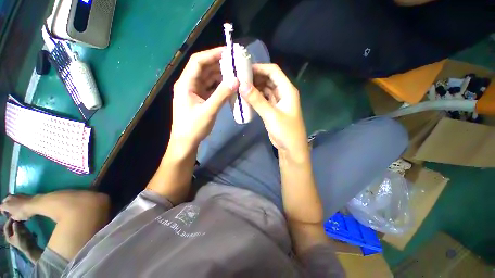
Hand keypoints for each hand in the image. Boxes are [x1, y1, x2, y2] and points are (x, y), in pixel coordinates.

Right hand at [0, 195, 33, 220]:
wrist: (34, 203)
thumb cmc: (23, 212)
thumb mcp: (16, 218)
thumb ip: (12, 216)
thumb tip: (12, 215)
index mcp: (5, 204)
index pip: (1, 208)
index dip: (3, 212)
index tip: (8, 215)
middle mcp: (9, 198)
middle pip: (5, 202)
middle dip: (7, 206)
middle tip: (12, 211)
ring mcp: (15, 195)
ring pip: (11, 199)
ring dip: (13, 203)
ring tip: (17, 208)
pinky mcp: (22, 194)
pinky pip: (17, 198)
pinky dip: (18, 201)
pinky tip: (22, 205)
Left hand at [3, 218, 41, 261]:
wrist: (31, 248)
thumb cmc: (24, 242)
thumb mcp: (19, 235)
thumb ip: (16, 227)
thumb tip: (15, 219)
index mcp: (8, 236)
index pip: (6, 227)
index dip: (8, 221)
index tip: (13, 216)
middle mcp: (11, 235)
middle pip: (10, 226)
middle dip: (13, 221)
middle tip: (17, 216)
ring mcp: (16, 235)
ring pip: (15, 226)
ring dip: (17, 222)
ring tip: (20, 218)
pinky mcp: (21, 234)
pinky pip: (19, 227)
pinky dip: (20, 224)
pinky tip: (23, 222)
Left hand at [170, 47, 238, 156]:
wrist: (186, 142)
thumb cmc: (193, 127)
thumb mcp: (208, 111)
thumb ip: (222, 95)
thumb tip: (236, 81)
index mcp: (186, 84)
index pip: (198, 62)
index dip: (212, 54)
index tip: (228, 52)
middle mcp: (188, 84)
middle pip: (204, 68)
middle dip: (219, 64)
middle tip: (235, 63)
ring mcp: (194, 91)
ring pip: (208, 78)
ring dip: (220, 75)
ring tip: (235, 73)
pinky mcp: (199, 98)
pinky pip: (210, 87)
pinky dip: (219, 85)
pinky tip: (229, 86)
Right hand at [241, 64, 307, 158]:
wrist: (291, 147)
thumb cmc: (285, 131)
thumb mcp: (271, 115)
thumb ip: (257, 100)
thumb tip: (242, 85)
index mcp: (287, 90)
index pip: (273, 71)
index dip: (260, 68)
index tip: (244, 69)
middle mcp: (283, 93)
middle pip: (268, 79)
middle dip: (255, 77)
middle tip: (239, 78)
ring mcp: (277, 101)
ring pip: (265, 89)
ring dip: (254, 87)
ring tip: (240, 87)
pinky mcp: (272, 109)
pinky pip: (263, 99)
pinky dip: (255, 97)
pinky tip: (246, 97)